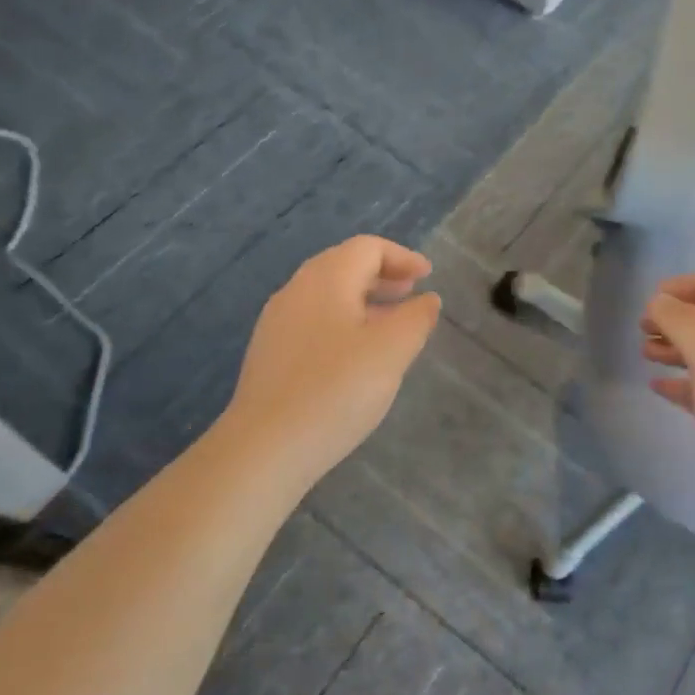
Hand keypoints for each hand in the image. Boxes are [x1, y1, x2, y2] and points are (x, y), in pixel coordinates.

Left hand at [228, 235, 441, 479]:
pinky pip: (313, 321)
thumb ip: (416, 319)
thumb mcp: (391, 351)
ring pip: (327, 295)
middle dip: (382, 275)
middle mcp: (297, 290)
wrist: (266, 446)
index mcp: (326, 279)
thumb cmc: (336, 390)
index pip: (367, 248)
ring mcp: (277, 322)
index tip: (428, 276)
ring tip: (390, 325)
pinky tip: (355, 355)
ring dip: (363, 300)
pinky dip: (343, 322)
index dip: (402, 257)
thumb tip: (427, 300)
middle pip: (343, 265)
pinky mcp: (270, 353)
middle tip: (411, 293)